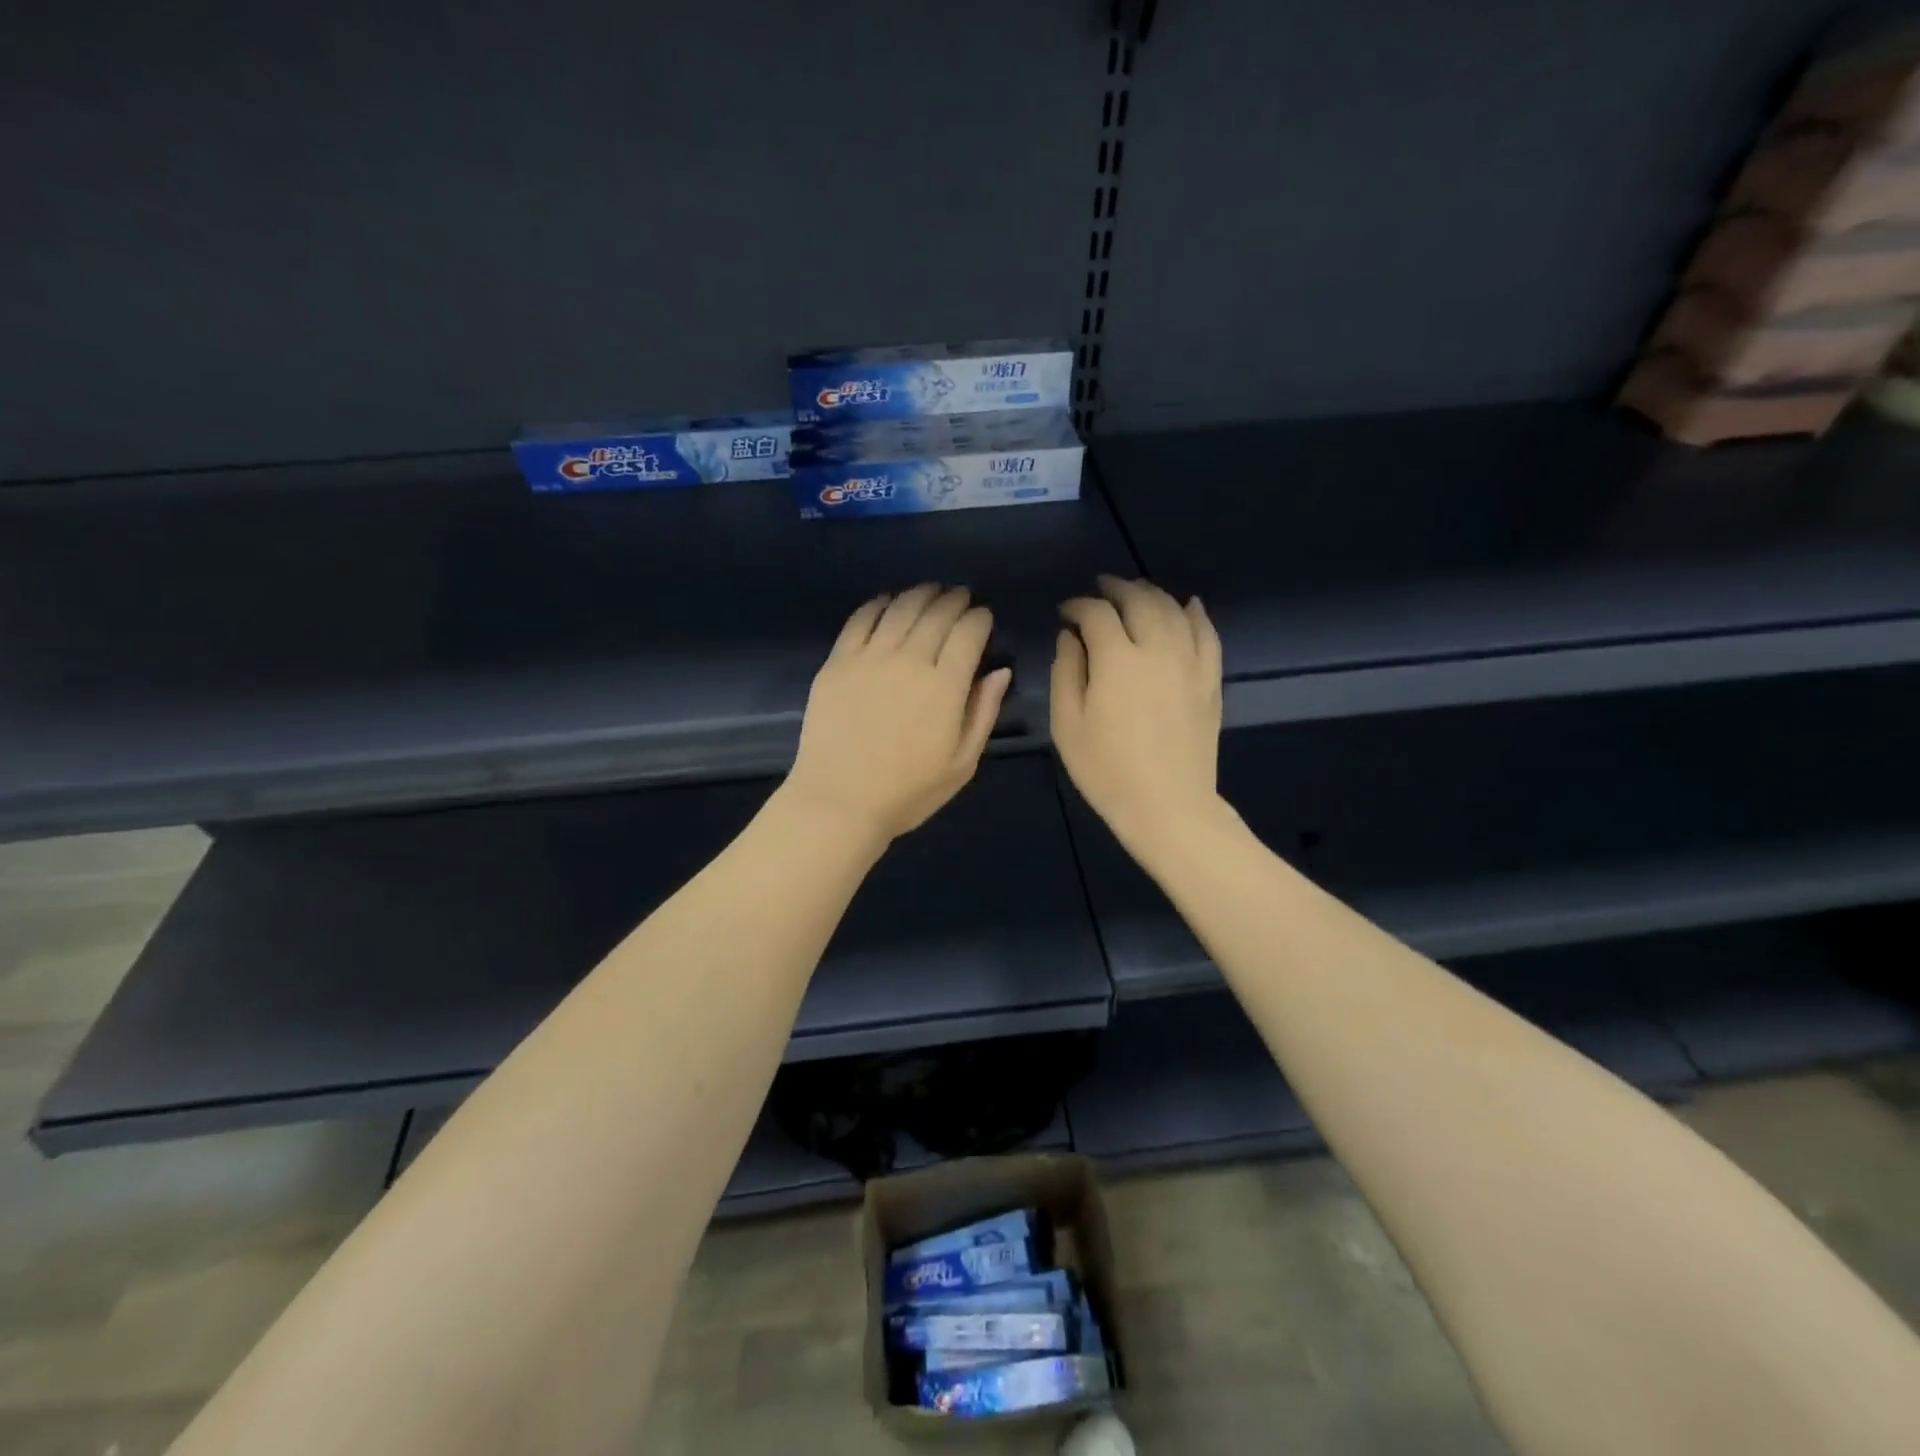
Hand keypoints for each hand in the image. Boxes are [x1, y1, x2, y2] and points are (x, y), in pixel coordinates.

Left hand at [784, 585, 1011, 846]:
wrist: (838, 801)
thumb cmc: (907, 792)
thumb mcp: (962, 764)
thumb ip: (983, 712)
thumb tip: (1000, 671)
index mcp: (945, 686)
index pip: (969, 632)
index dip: (980, 617)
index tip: (984, 616)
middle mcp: (909, 660)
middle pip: (937, 612)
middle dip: (955, 599)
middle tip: (961, 597)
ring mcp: (869, 657)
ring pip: (900, 608)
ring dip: (921, 594)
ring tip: (931, 591)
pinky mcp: (837, 661)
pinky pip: (861, 619)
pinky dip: (879, 603)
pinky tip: (888, 601)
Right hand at [1052, 575, 1223, 852]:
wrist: (1168, 806)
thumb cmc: (1107, 770)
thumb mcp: (1067, 725)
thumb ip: (1066, 672)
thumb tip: (1070, 636)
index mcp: (1117, 660)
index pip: (1097, 614)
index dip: (1079, 606)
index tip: (1066, 611)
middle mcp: (1157, 650)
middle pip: (1140, 601)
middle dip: (1117, 588)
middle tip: (1101, 588)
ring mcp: (1190, 663)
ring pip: (1174, 611)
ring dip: (1153, 594)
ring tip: (1137, 591)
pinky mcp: (1210, 681)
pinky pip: (1207, 635)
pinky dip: (1196, 614)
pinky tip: (1189, 605)